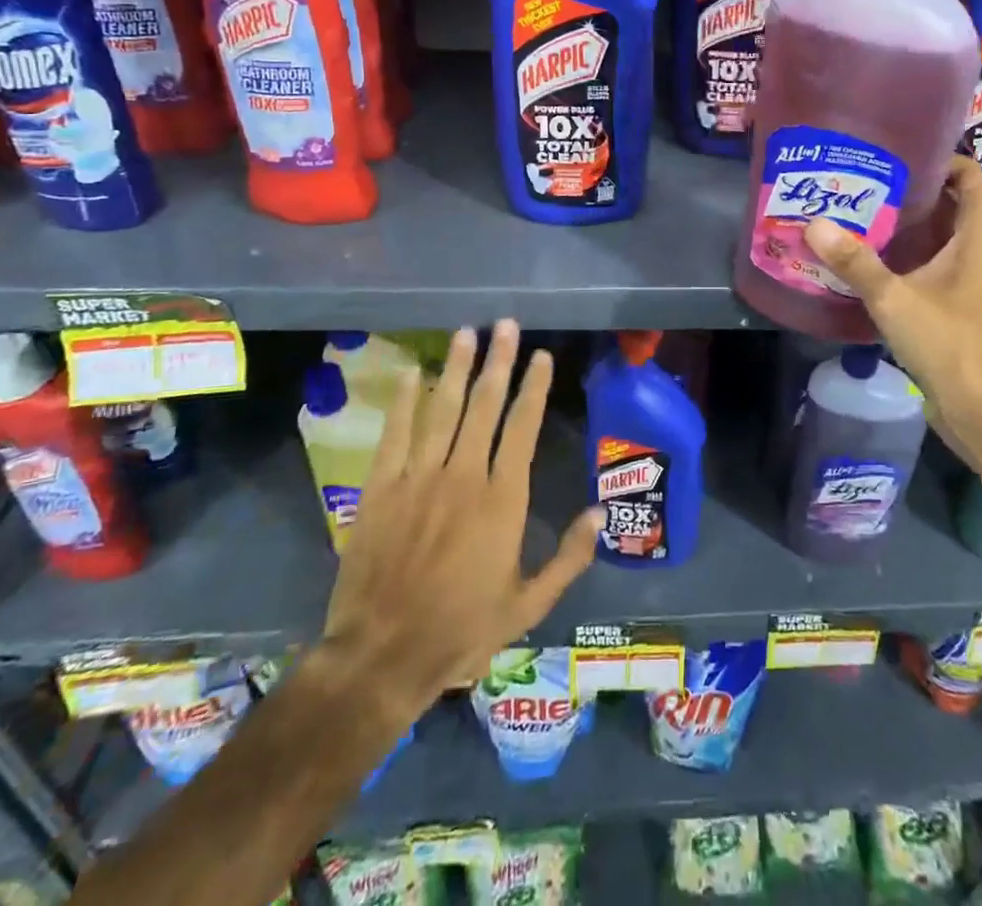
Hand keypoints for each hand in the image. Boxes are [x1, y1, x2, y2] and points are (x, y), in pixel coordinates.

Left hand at [318, 322, 602, 718]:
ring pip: (442, 408)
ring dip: (456, 367)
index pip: (523, 426)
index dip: (534, 387)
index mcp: (503, 499)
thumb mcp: (529, 605)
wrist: (382, 656)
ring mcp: (419, 477)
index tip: (541, 356)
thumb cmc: (462, 630)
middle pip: (484, 405)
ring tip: (466, 333)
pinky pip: (395, 433)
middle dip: (498, 361)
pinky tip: (412, 373)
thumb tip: (599, 513)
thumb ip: (568, 558)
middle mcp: (464, 475)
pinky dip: (404, 401)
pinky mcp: (381, 488)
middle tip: (505, 324)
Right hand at [805, 156, 981, 462]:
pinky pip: (946, 264)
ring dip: (913, 227)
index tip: (892, 155)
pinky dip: (919, 256)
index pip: (967, 173)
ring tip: (863, 215)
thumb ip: (854, 261)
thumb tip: (814, 224)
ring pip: (948, 237)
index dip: (936, 159)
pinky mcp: (973, 304)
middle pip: (953, 203)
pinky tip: (879, 262)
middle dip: (913, 193)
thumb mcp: (894, 298)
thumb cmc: (951, 343)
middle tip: (865, 183)